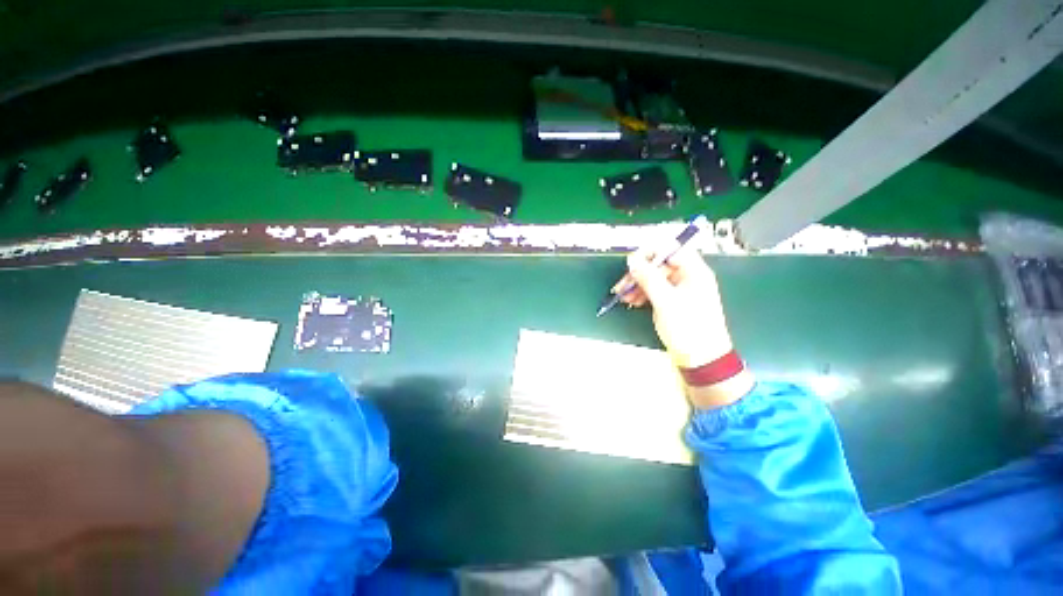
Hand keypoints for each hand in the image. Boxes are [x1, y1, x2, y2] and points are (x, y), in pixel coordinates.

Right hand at [615, 244, 753, 407]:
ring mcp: (680, 291)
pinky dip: (642, 295)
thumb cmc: (688, 328)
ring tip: (623, 295)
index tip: (632, 263)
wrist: (701, 359)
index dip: (651, 253)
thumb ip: (648, 278)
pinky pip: (655, 291)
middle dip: (639, 274)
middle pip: (660, 265)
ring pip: (654, 279)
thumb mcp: (665, 301)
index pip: (671, 250)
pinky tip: (632, 301)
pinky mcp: (673, 303)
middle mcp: (688, 278)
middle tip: (623, 284)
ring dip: (637, 285)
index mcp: (694, 272)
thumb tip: (632, 260)